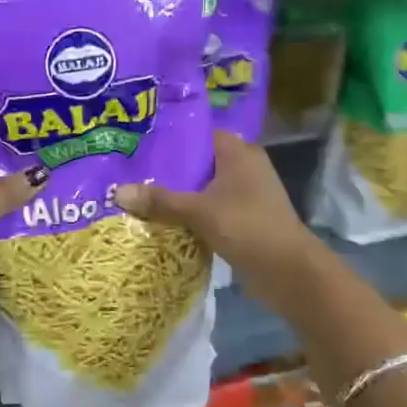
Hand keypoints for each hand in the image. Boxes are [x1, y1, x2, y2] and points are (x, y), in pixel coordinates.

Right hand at [112, 132, 316, 291]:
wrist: (289, 272)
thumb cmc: (247, 227)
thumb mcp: (199, 212)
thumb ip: (160, 200)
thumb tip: (117, 192)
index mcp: (239, 152)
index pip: (199, 134)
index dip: (170, 139)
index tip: (138, 145)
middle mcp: (245, 166)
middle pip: (199, 162)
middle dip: (169, 170)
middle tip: (130, 172)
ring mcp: (247, 194)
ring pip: (205, 188)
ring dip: (180, 195)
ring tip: (140, 195)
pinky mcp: (246, 219)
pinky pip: (212, 209)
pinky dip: (192, 214)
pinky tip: (165, 220)